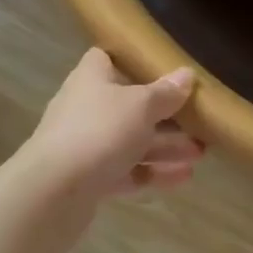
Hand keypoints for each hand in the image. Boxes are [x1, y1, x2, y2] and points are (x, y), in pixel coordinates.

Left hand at [24, 49, 201, 201]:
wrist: (51, 193)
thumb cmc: (99, 131)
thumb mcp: (141, 106)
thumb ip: (165, 93)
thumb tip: (186, 75)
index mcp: (91, 79)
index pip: (106, 59)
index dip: (131, 60)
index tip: (161, 67)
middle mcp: (85, 108)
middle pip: (127, 105)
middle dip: (163, 114)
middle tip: (197, 119)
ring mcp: (84, 146)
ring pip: (130, 141)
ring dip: (165, 146)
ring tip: (201, 153)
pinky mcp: (87, 181)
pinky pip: (126, 172)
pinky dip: (152, 173)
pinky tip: (184, 177)